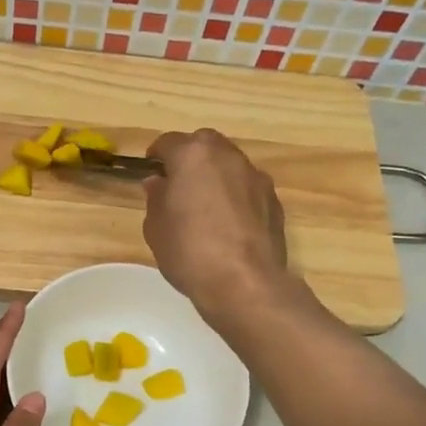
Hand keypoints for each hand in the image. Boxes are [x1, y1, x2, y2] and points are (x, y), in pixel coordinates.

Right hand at [143, 129, 290, 322]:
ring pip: (230, 165)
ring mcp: (256, 177)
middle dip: (190, 158)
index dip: (157, 155)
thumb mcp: (156, 227)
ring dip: (216, 176)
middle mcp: (227, 157)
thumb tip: (159, 183)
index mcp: (193, 156)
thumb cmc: (189, 251)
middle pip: (204, 145)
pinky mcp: (274, 201)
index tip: (151, 170)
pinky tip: (228, 224)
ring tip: (204, 206)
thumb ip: (156, 198)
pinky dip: (236, 196)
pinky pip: (247, 188)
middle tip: (178, 184)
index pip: (169, 142)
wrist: (244, 283)